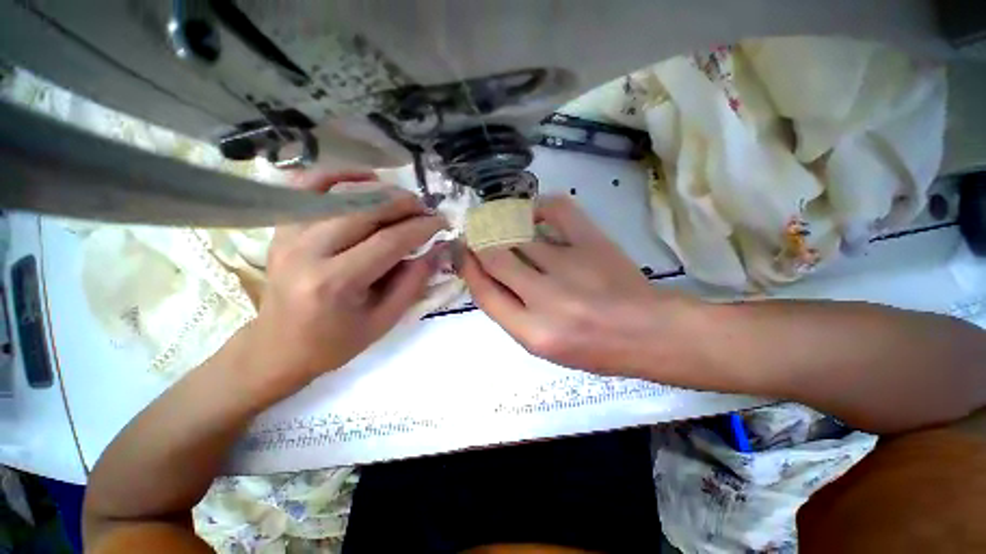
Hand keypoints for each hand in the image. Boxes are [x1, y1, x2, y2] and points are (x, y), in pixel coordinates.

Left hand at [240, 171, 446, 396]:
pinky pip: (309, 186)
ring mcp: (289, 234)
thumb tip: (439, 249)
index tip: (442, 222)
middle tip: (426, 209)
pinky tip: (365, 180)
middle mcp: (308, 250)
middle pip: (365, 210)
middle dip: (404, 204)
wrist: (278, 348)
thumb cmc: (336, 342)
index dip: (421, 227)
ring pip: (342, 194)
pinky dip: (339, 175)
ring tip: (404, 200)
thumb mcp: (384, 320)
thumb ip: (414, 281)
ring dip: (381, 191)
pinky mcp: (282, 227)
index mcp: (336, 282)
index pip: (389, 241)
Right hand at [462, 196, 700, 377]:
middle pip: (496, 258)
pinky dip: (540, 207)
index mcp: (533, 333)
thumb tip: (488, 277)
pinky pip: (558, 211)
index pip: (484, 294)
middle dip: (480, 244)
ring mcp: (570, 266)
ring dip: (504, 228)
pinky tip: (535, 213)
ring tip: (502, 225)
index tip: (464, 255)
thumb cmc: (595, 349)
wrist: (649, 332)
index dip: (469, 269)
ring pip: (520, 234)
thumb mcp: (544, 346)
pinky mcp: (593, 243)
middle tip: (477, 235)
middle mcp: (546, 299)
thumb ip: (512, 314)